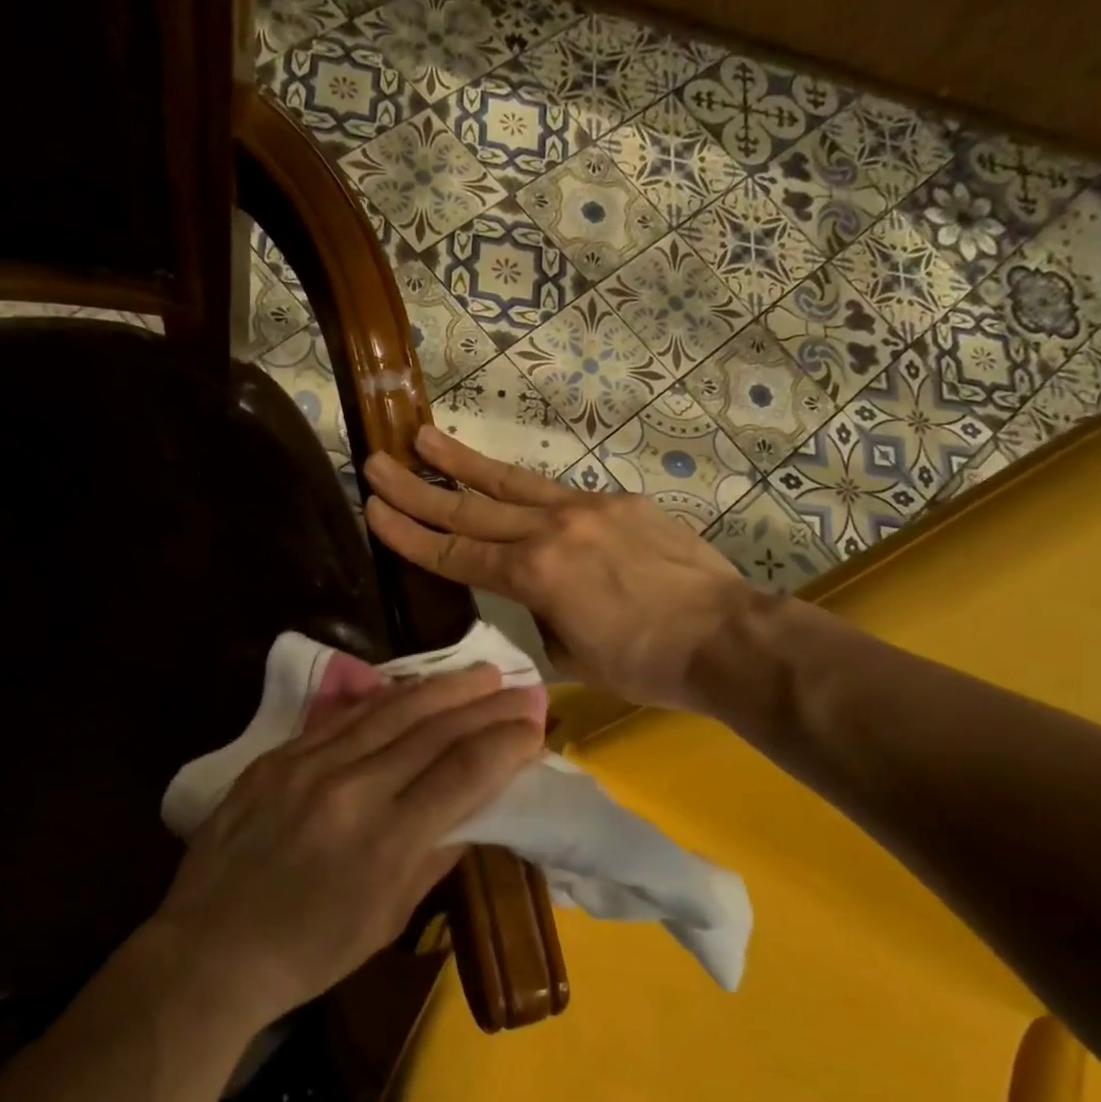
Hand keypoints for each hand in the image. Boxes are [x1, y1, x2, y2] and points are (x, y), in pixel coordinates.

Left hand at [154, 665, 541, 1026]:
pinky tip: (411, 689)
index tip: (535, 727)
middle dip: (484, 704)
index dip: (506, 744)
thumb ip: (435, 856)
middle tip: (520, 685)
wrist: (208, 949)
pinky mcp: (277, 757)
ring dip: (441, 688)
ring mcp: (308, 766)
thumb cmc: (309, 952)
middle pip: (433, 731)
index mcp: (386, 841)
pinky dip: (385, 700)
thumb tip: (477, 810)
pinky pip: (342, 718)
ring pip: (389, 711)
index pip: (464, 772)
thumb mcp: (387, 920)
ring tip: (478, 671)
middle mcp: (351, 790)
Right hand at [364, 427, 756, 711]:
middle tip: (377, 462)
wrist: (726, 636)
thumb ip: (541, 617)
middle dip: (417, 488)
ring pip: (511, 482)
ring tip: (424, 438)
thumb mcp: (572, 655)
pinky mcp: (619, 502)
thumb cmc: (646, 663)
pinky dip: (523, 486)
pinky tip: (507, 480)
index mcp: (534, 575)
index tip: (373, 511)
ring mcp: (587, 509)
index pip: (455, 553)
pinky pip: (558, 492)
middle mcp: (551, 530)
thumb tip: (535, 598)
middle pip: (471, 508)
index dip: (410, 534)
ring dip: (463, 463)